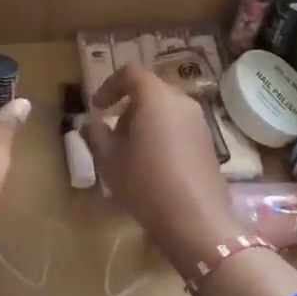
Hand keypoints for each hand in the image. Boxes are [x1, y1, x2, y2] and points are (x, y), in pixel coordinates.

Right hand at [84, 63, 296, 295]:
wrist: (197, 222)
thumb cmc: (146, 184)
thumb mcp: (110, 161)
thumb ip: (96, 136)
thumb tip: (87, 124)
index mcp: (155, 97)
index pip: (130, 73)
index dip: (110, 85)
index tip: (97, 108)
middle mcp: (181, 101)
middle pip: (149, 91)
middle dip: (127, 108)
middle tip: (112, 135)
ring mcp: (199, 122)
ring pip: (165, 109)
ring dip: (145, 122)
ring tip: (130, 153)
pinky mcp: (209, 143)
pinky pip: (179, 126)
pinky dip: (162, 134)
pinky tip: (153, 165)